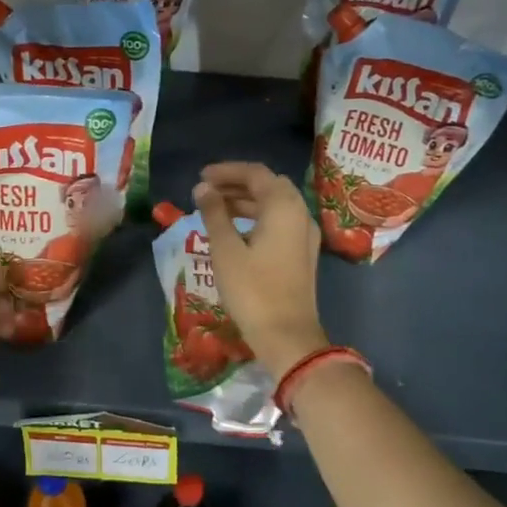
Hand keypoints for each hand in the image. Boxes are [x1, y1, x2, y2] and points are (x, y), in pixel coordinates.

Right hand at [194, 162, 327, 377]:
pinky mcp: (303, 253)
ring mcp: (306, 234)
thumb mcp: (226, 249)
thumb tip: (203, 189)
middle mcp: (300, 213)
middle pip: (268, 185)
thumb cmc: (252, 290)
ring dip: (246, 201)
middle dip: (237, 184)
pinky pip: (280, 222)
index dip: (226, 171)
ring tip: (215, 209)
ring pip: (275, 204)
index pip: (255, 173)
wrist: (287, 335)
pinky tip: (236, 231)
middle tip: (207, 191)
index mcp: (284, 206)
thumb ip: (214, 214)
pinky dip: (257, 217)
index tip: (200, 177)